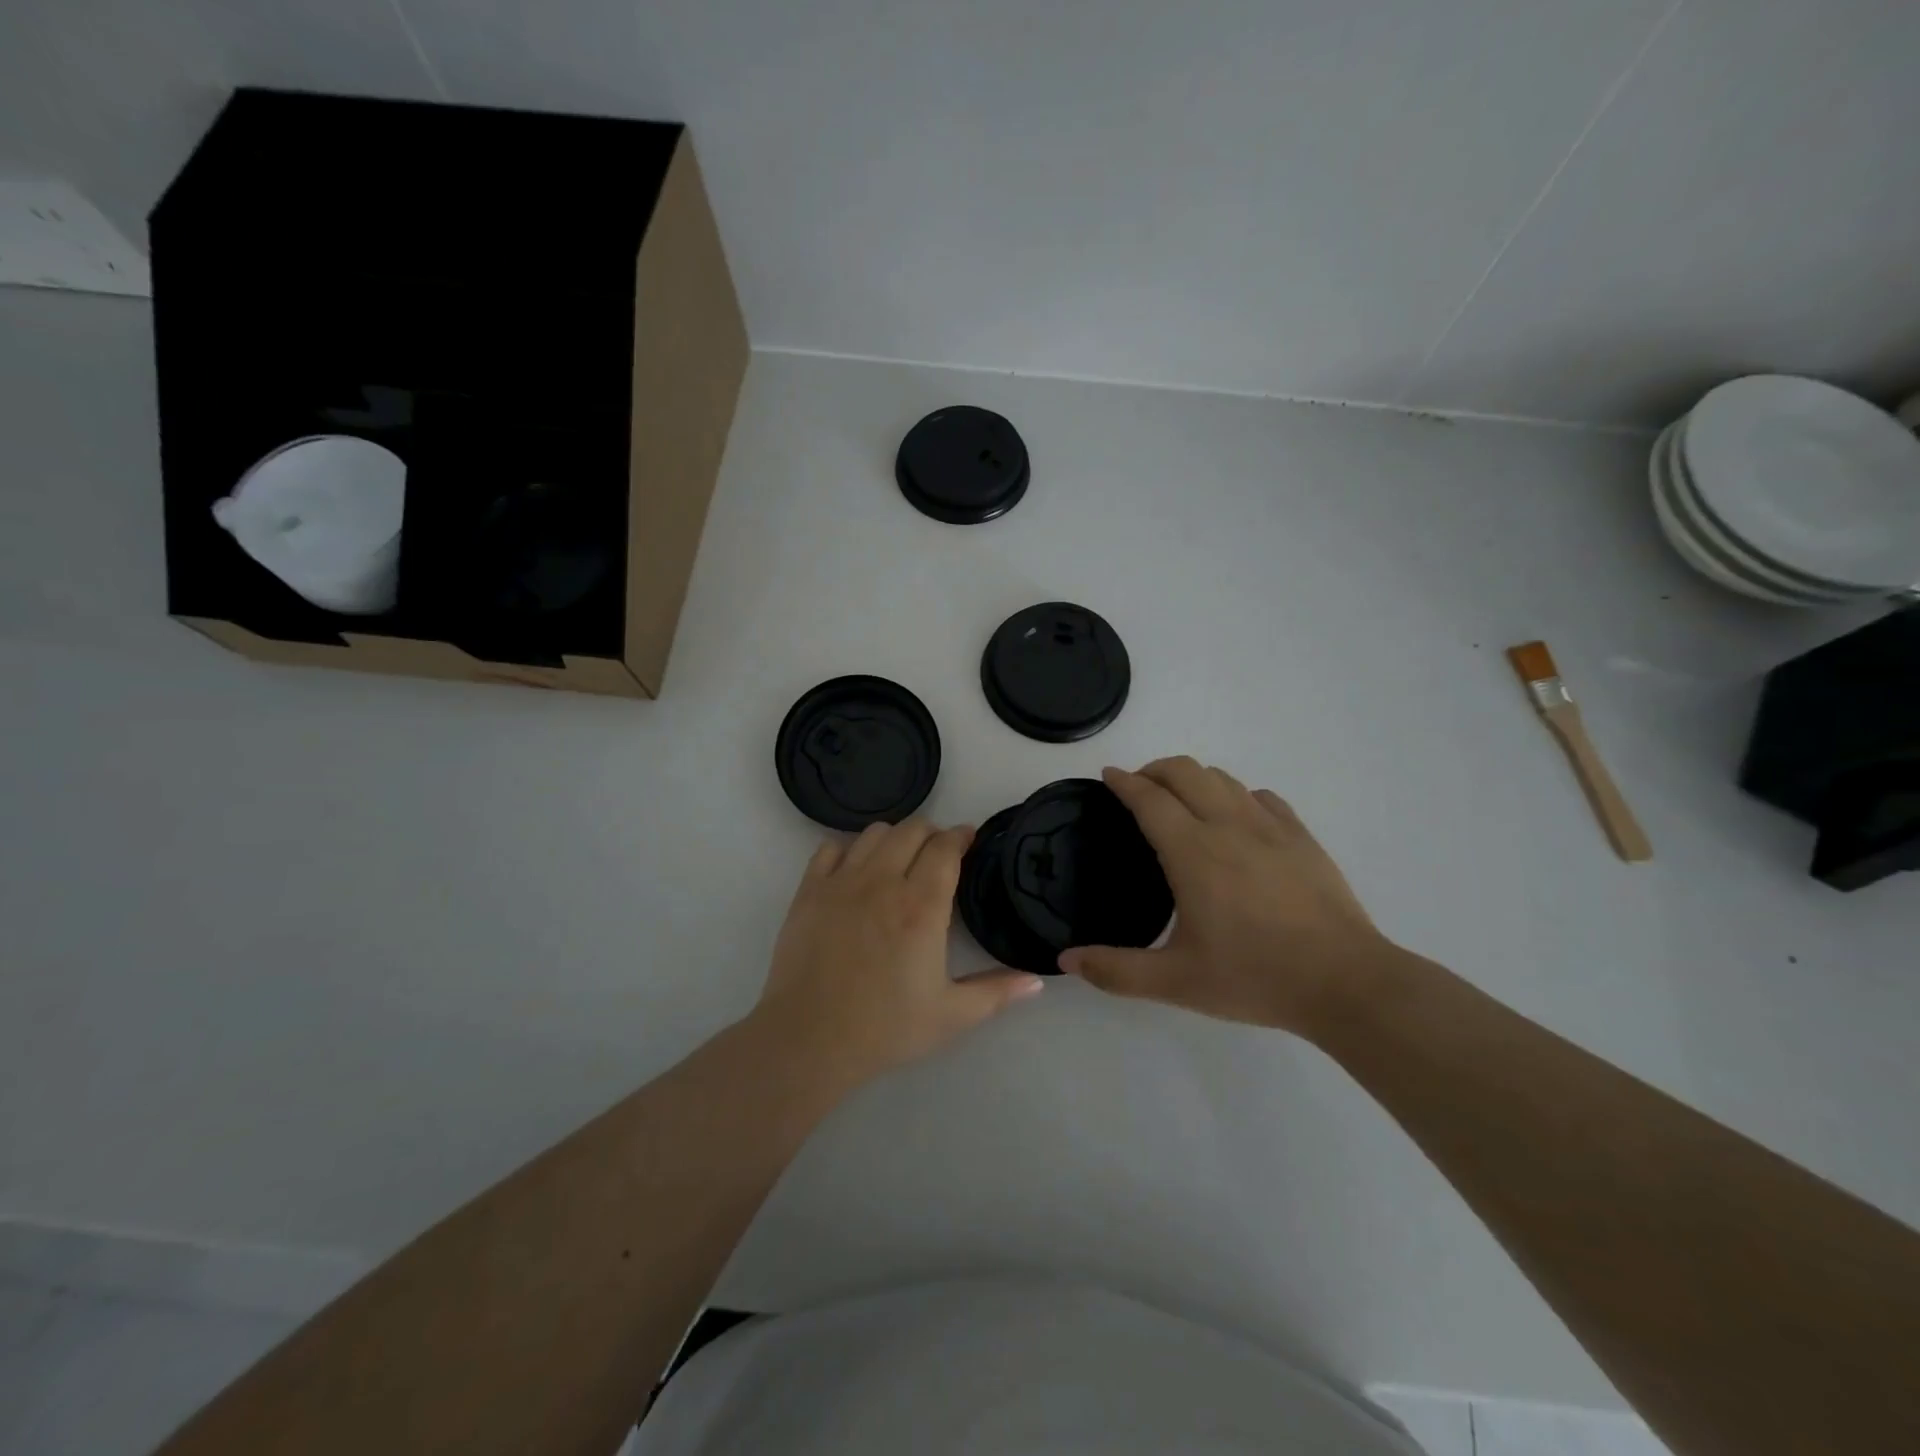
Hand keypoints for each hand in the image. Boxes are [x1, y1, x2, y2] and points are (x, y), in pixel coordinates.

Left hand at [752, 819, 1044, 1090]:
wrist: (808, 1039)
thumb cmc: (885, 1028)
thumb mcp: (951, 1016)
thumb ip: (996, 992)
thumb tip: (1036, 980)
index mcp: (921, 907)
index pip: (945, 848)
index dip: (960, 836)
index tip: (968, 840)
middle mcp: (883, 882)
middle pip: (912, 830)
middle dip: (932, 833)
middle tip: (938, 853)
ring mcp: (841, 882)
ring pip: (873, 833)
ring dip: (894, 838)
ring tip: (899, 859)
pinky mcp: (808, 891)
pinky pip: (830, 848)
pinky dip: (849, 850)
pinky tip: (855, 870)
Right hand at [1060, 758, 1393, 1033]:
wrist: (1345, 982)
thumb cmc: (1255, 977)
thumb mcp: (1176, 983)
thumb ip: (1115, 970)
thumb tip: (1066, 959)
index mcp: (1192, 852)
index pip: (1149, 798)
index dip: (1123, 781)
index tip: (1108, 776)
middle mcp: (1227, 825)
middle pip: (1184, 770)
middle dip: (1154, 769)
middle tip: (1138, 790)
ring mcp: (1269, 826)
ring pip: (1222, 777)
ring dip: (1192, 778)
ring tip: (1180, 801)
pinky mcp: (1301, 836)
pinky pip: (1259, 796)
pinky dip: (1235, 795)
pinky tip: (1234, 819)